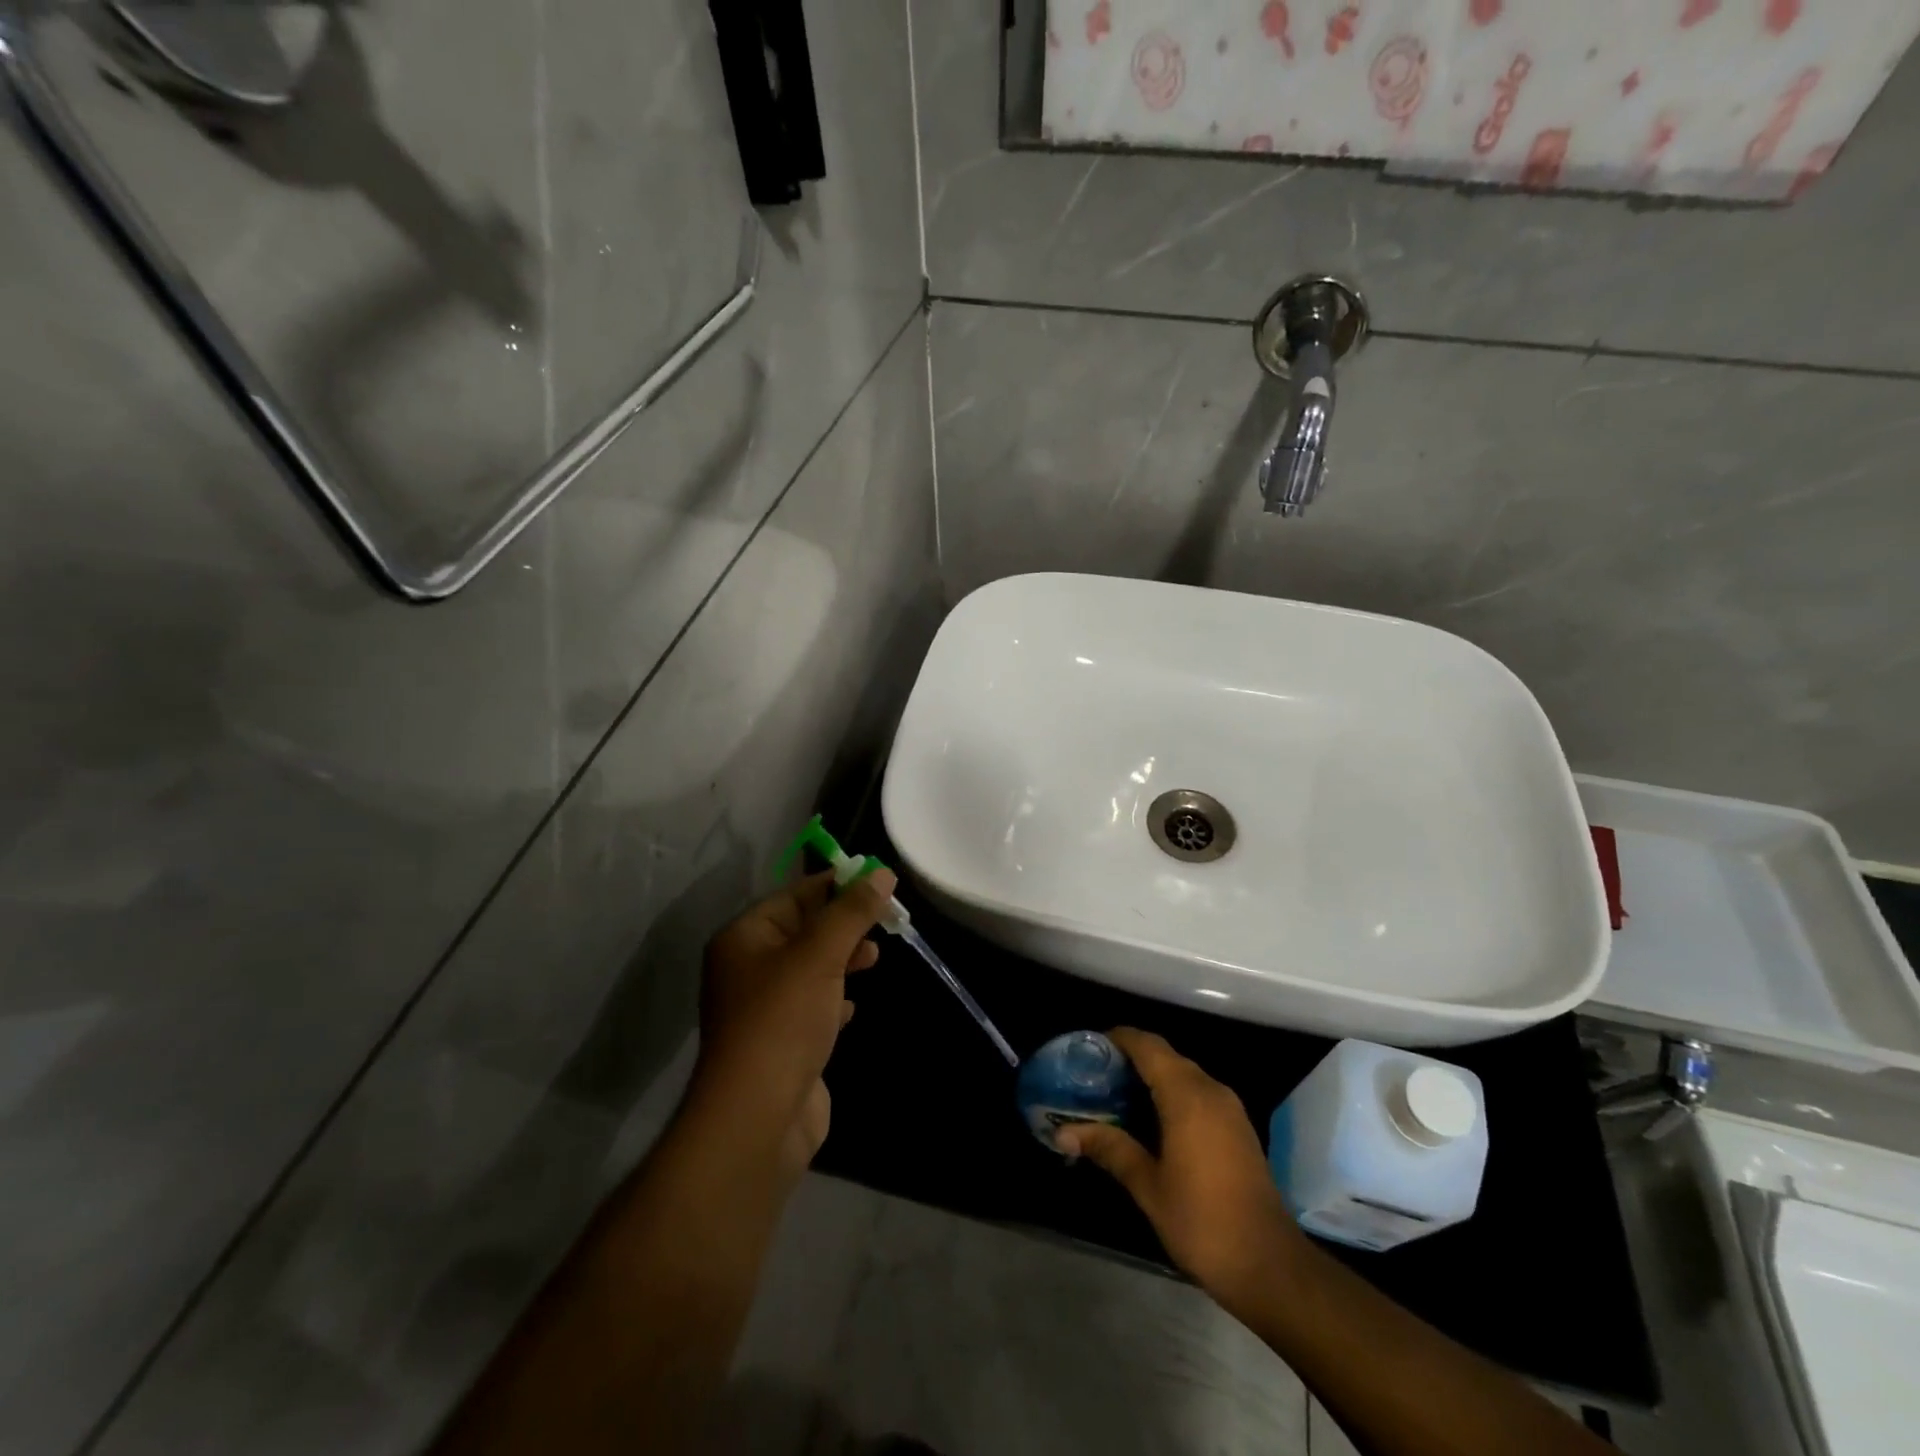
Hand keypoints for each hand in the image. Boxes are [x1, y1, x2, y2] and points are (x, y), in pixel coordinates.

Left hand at [690, 869, 894, 1177]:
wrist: (759, 1118)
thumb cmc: (784, 1020)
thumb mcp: (821, 954)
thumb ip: (852, 911)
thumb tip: (882, 873)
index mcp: (745, 938)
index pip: (796, 896)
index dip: (838, 886)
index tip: (879, 883)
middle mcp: (748, 968)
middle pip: (804, 930)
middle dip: (845, 925)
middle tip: (885, 923)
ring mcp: (763, 1008)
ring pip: (811, 968)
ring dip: (843, 960)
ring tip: (874, 959)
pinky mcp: (781, 1042)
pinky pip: (811, 1006)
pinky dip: (834, 999)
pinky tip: (851, 1007)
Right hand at [1056, 1028, 1302, 1303]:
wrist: (1270, 1266)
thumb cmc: (1203, 1222)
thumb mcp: (1148, 1186)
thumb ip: (1109, 1149)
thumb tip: (1063, 1132)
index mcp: (1188, 1096)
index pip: (1148, 1046)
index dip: (1118, 1038)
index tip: (1088, 1048)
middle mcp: (1211, 1090)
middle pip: (1166, 1056)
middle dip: (1130, 1059)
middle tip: (1094, 1076)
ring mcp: (1230, 1109)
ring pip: (1183, 1074)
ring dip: (1151, 1077)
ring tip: (1114, 1096)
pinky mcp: (1238, 1128)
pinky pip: (1198, 1093)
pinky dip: (1171, 1094)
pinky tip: (1149, 1120)